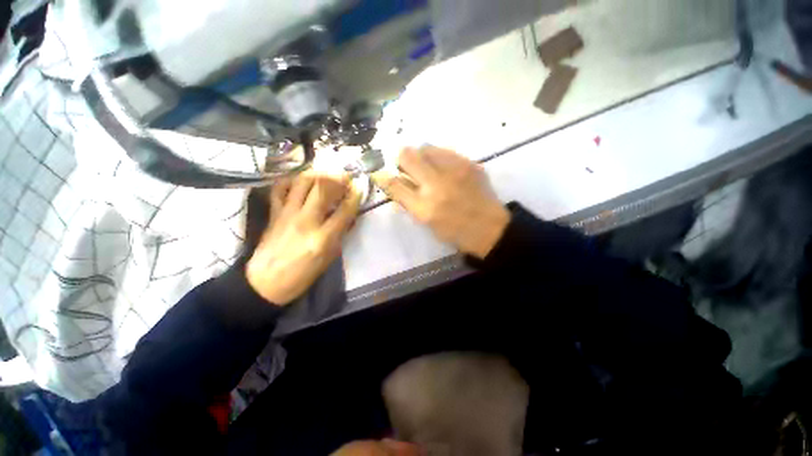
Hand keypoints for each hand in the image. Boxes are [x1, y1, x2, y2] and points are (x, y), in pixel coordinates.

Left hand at [246, 173, 360, 304]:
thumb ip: (340, 234)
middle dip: (338, 178)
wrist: (266, 282)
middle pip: (323, 189)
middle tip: (345, 176)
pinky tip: (300, 181)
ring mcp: (287, 214)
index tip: (359, 188)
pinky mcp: (274, 212)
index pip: (344, 210)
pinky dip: (291, 180)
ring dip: (318, 174)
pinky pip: (280, 188)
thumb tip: (348, 216)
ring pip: (303, 182)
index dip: (355, 196)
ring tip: (326, 175)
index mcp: (323, 238)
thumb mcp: (329, 258)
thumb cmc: (303, 275)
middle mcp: (306, 221)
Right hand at [373, 146, 509, 259]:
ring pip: (425, 147)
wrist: (490, 228)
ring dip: (420, 156)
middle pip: (407, 155)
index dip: (384, 176)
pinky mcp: (469, 163)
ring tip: (427, 168)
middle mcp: (437, 185)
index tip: (382, 173)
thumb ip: (407, 200)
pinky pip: (444, 151)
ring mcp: (455, 170)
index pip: (394, 183)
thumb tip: (392, 179)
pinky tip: (444, 169)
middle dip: (401, 159)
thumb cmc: (454, 231)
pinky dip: (438, 158)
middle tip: (407, 168)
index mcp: (424, 207)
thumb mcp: (426, 222)